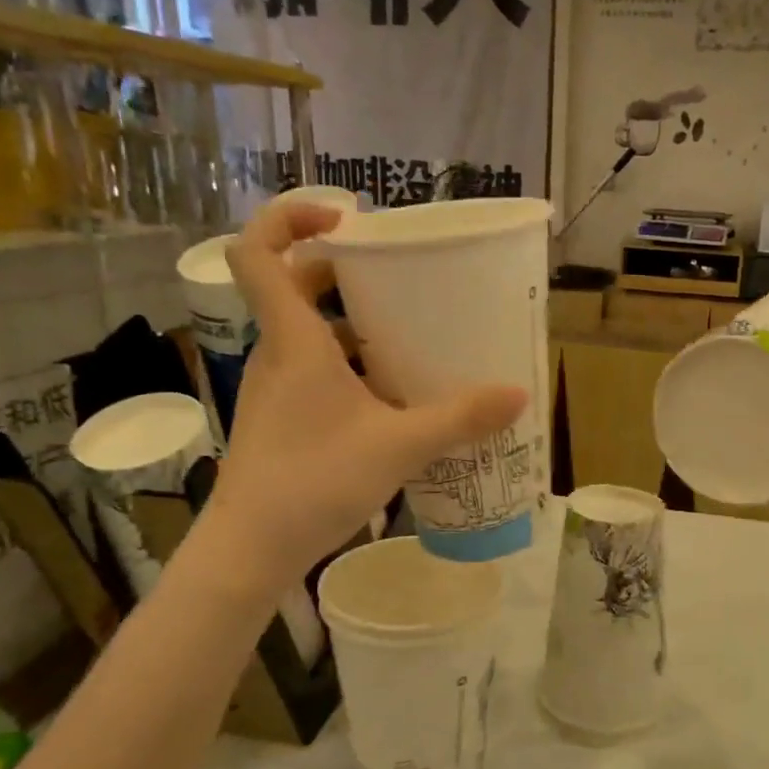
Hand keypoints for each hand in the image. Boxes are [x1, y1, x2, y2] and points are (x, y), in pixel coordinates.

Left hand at [199, 200, 526, 592]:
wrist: (251, 549)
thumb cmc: (314, 482)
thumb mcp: (399, 446)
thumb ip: (460, 418)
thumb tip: (518, 394)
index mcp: (293, 341)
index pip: (257, 253)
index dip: (288, 218)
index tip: (342, 218)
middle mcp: (278, 354)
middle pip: (294, 286)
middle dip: (341, 269)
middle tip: (396, 276)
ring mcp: (276, 389)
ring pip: (308, 333)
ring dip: (350, 322)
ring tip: (407, 331)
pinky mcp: (283, 419)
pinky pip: (315, 371)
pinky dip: (350, 365)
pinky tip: (393, 392)